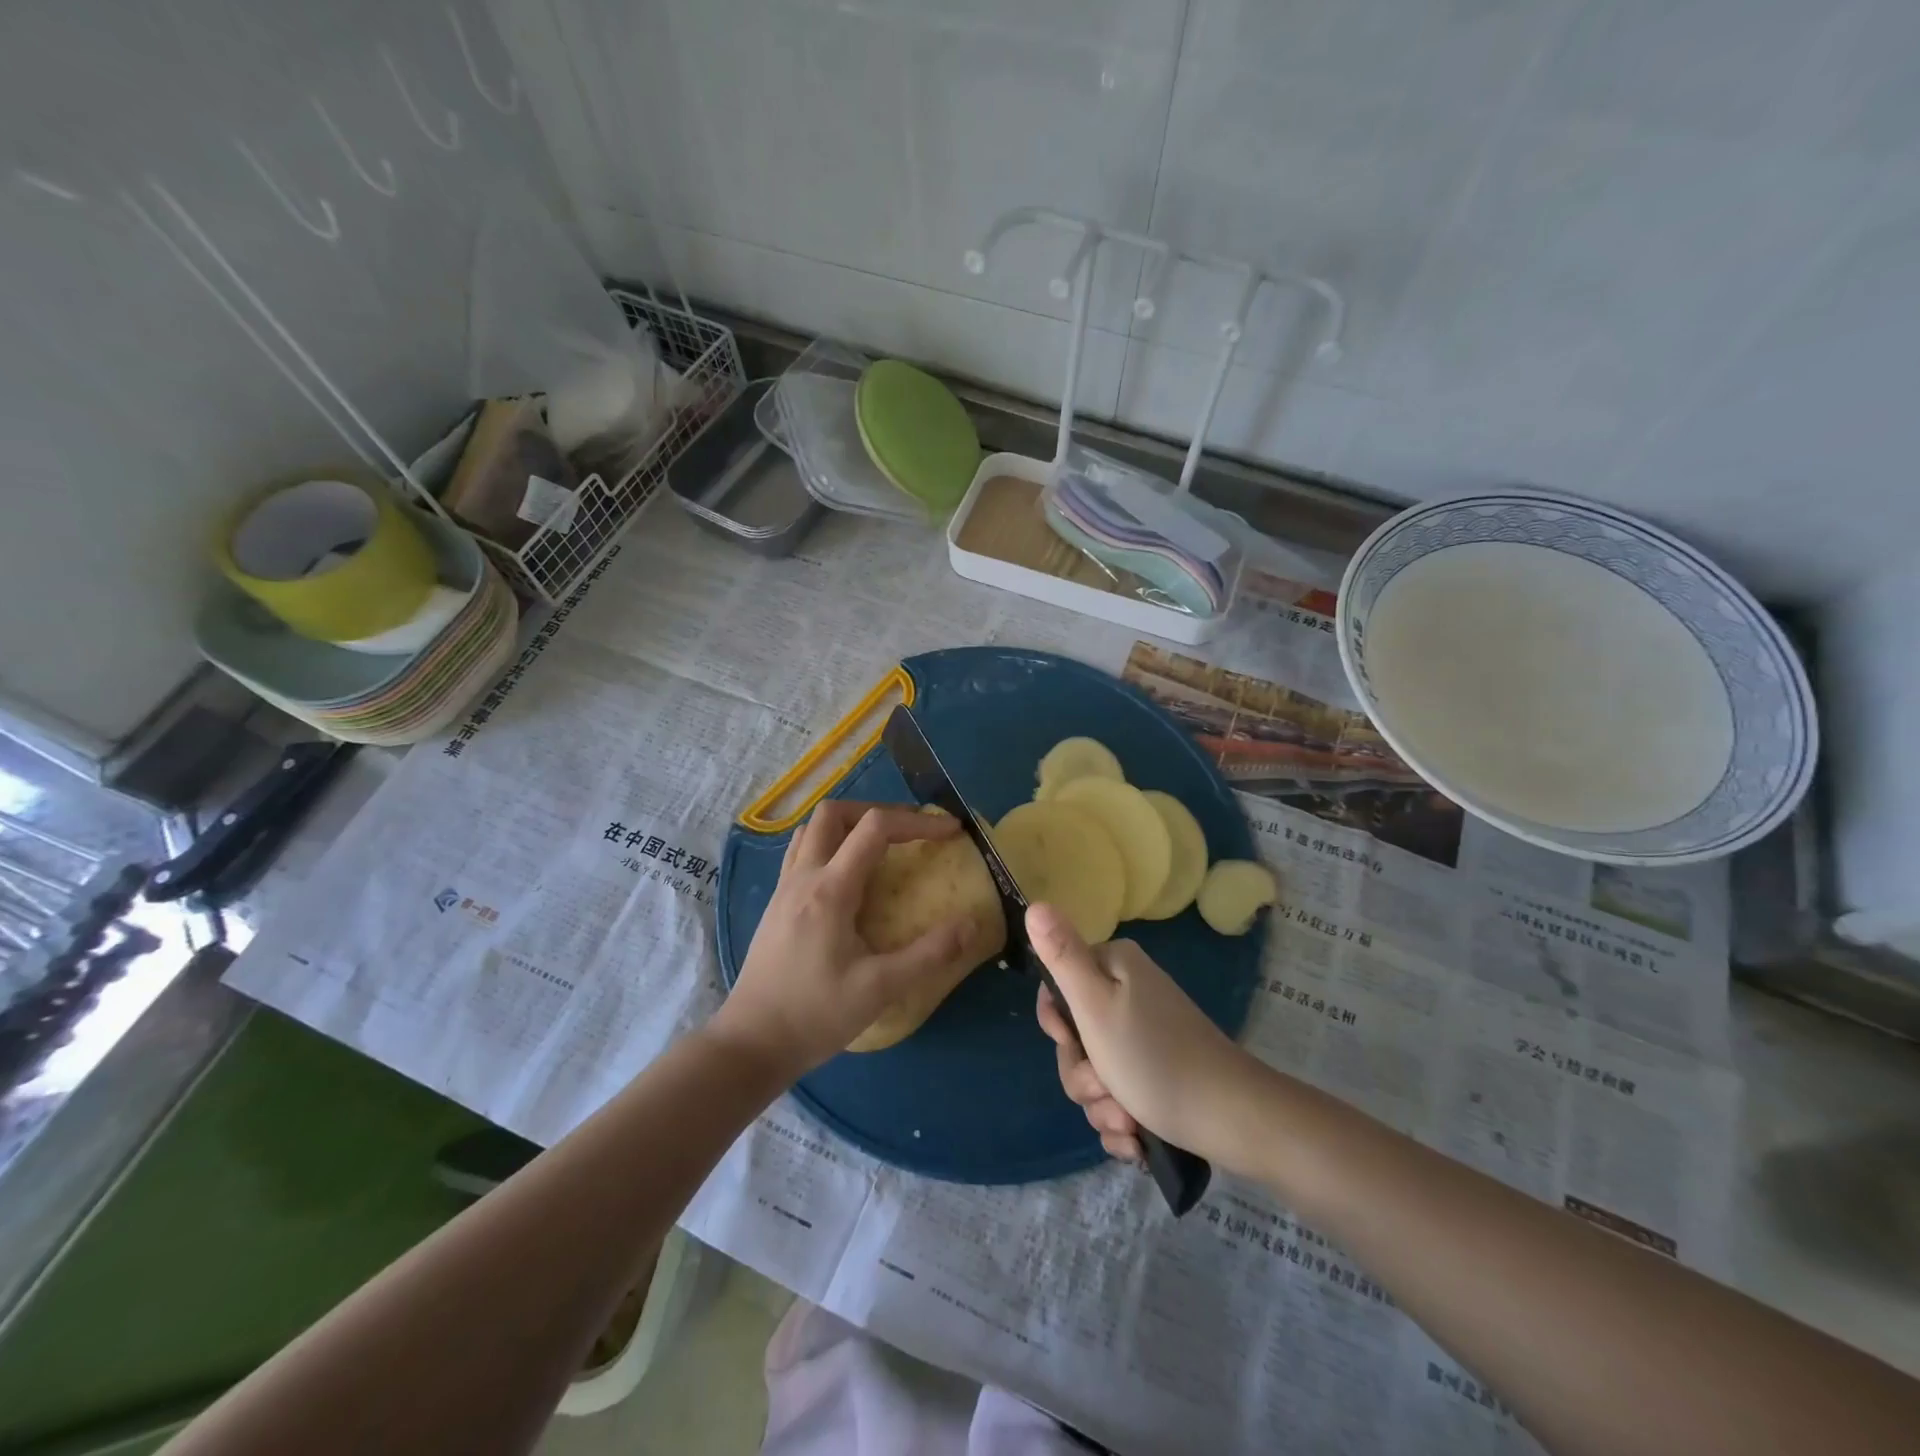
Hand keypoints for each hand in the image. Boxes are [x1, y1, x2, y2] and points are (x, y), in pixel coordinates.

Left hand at [713, 801, 990, 1078]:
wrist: (751, 1043)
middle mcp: (803, 877)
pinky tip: (847, 875)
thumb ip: (929, 954)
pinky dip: (829, 844)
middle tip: (910, 832)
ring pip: (813, 829)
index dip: (917, 822)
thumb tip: (971, 924)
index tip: (950, 832)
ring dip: (849, 824)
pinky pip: (801, 852)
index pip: (875, 828)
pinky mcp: (776, 904)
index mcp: (830, 889)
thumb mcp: (879, 989)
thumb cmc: (815, 1016)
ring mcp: (784, 888)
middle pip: (835, 813)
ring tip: (880, 846)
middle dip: (878, 811)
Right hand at [1030, 903, 1258, 1165]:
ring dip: (1102, 1105)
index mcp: (1114, 967)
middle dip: (1083, 1075)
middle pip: (1075, 1037)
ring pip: (1094, 1073)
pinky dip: (1122, 1121)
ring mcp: (1145, 1036)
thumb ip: (1062, 956)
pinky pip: (1118, 1097)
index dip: (1057, 1024)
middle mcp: (1129, 993)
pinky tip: (1138, 1139)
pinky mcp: (1158, 1074)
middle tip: (1105, 1087)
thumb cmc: (1155, 1059)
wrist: (1233, 1119)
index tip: (1073, 1042)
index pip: (1057, 986)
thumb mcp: (1095, 1006)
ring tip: (1129, 1121)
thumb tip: (1035, 904)